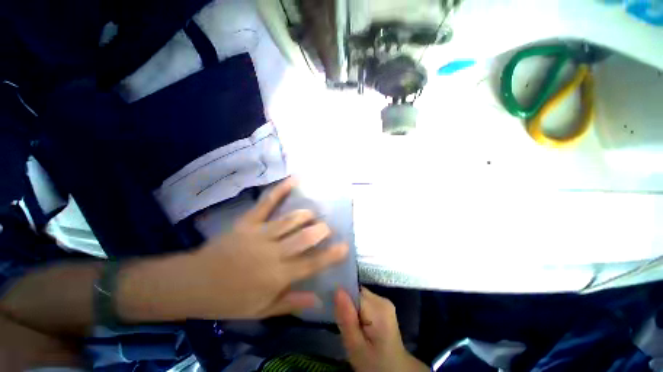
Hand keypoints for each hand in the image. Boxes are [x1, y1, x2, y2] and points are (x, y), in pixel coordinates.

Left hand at [118, 178, 348, 321]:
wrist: (195, 283)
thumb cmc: (230, 299)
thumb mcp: (262, 310)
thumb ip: (291, 302)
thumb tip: (318, 299)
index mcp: (277, 276)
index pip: (311, 264)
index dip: (330, 255)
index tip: (345, 247)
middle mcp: (273, 253)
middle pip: (303, 238)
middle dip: (320, 230)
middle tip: (328, 227)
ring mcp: (260, 234)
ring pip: (290, 220)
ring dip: (305, 215)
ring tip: (313, 214)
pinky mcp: (248, 222)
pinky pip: (267, 203)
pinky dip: (281, 190)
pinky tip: (294, 179)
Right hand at [335, 288, 428, 371]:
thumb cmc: (374, 363)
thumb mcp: (355, 346)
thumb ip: (346, 318)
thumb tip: (338, 289)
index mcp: (378, 306)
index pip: (353, 291)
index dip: (342, 300)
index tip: (336, 314)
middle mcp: (382, 299)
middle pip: (357, 293)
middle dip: (347, 306)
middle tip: (344, 327)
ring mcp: (384, 304)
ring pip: (359, 298)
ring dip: (352, 310)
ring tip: (352, 329)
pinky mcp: (384, 309)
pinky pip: (364, 304)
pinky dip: (358, 313)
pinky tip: (359, 327)